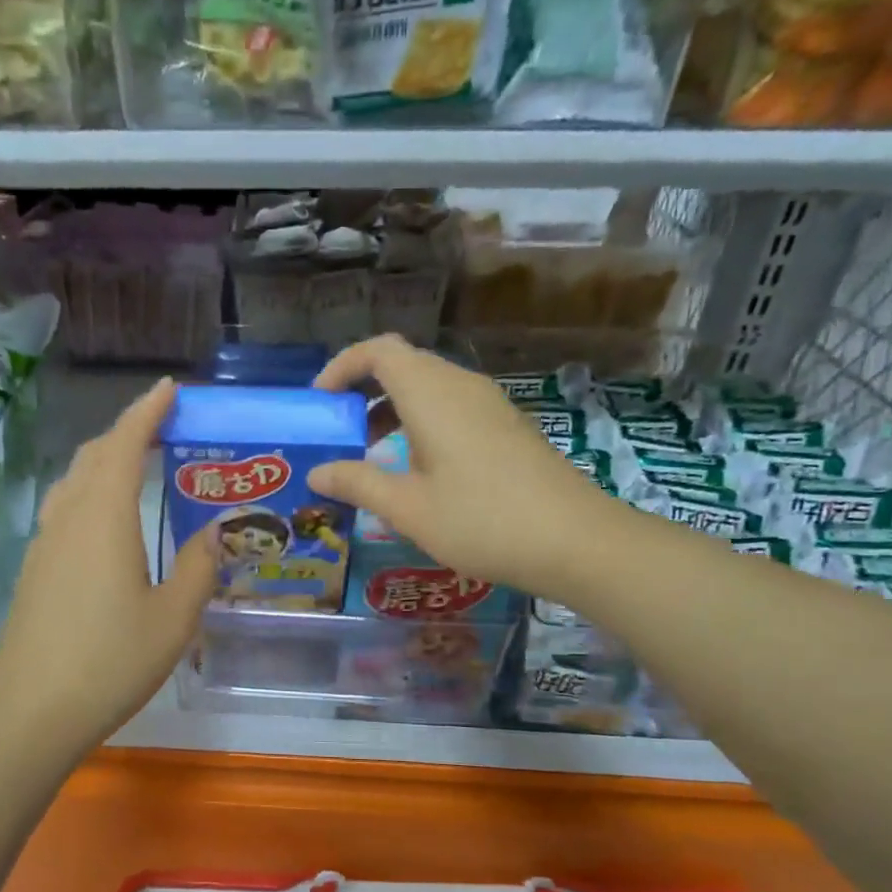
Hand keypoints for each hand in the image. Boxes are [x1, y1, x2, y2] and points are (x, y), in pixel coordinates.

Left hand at [0, 377, 214, 751]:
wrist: (32, 712)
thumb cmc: (111, 661)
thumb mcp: (174, 618)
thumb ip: (198, 567)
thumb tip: (213, 532)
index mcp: (104, 518)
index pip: (124, 445)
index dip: (146, 412)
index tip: (169, 389)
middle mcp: (69, 519)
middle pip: (93, 456)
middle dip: (126, 432)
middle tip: (163, 428)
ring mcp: (44, 544)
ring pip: (73, 482)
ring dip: (104, 460)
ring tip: (138, 465)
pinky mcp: (34, 570)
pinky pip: (64, 510)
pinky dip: (89, 492)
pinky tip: (107, 520)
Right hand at [307, 335, 622, 595]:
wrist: (574, 540)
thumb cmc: (481, 520)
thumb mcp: (408, 508)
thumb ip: (358, 483)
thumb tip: (316, 472)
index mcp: (431, 394)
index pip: (378, 351)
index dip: (343, 366)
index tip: (320, 401)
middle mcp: (460, 386)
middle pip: (403, 365)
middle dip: (362, 390)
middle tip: (338, 431)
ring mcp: (488, 405)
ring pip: (428, 387)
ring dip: (391, 409)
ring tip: (369, 453)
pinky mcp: (506, 426)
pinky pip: (451, 407)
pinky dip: (420, 422)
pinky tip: (416, 468)